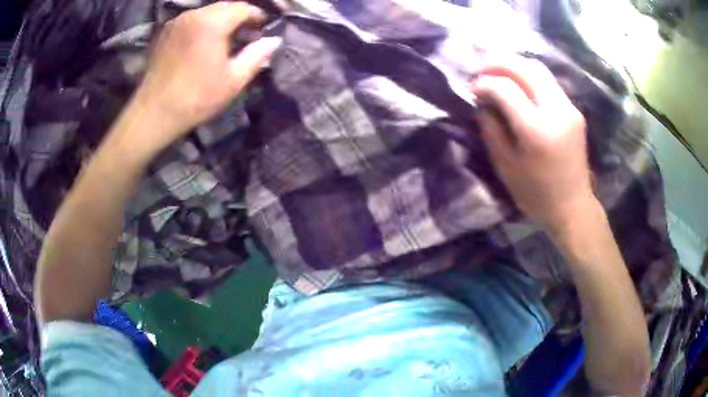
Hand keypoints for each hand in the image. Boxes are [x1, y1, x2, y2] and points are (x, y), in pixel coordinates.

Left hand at [126, 2, 280, 154]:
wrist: (154, 113)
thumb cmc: (196, 98)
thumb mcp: (233, 80)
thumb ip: (257, 55)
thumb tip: (275, 41)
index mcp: (213, 22)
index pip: (243, 8)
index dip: (257, 16)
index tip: (262, 30)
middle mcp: (194, 14)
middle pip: (225, 7)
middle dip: (239, 17)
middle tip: (245, 37)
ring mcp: (177, 22)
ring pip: (207, 12)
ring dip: (220, 21)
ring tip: (224, 41)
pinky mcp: (165, 32)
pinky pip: (191, 20)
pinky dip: (202, 26)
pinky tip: (202, 44)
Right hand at [471, 57, 594, 230]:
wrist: (572, 207)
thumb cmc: (536, 194)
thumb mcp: (506, 167)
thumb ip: (491, 130)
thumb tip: (482, 103)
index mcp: (537, 129)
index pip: (506, 88)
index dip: (484, 83)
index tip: (472, 89)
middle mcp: (556, 111)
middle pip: (525, 67)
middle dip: (498, 63)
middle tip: (481, 70)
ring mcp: (569, 108)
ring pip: (539, 69)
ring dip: (515, 65)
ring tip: (497, 73)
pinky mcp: (574, 110)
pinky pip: (549, 82)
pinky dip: (529, 76)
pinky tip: (518, 85)